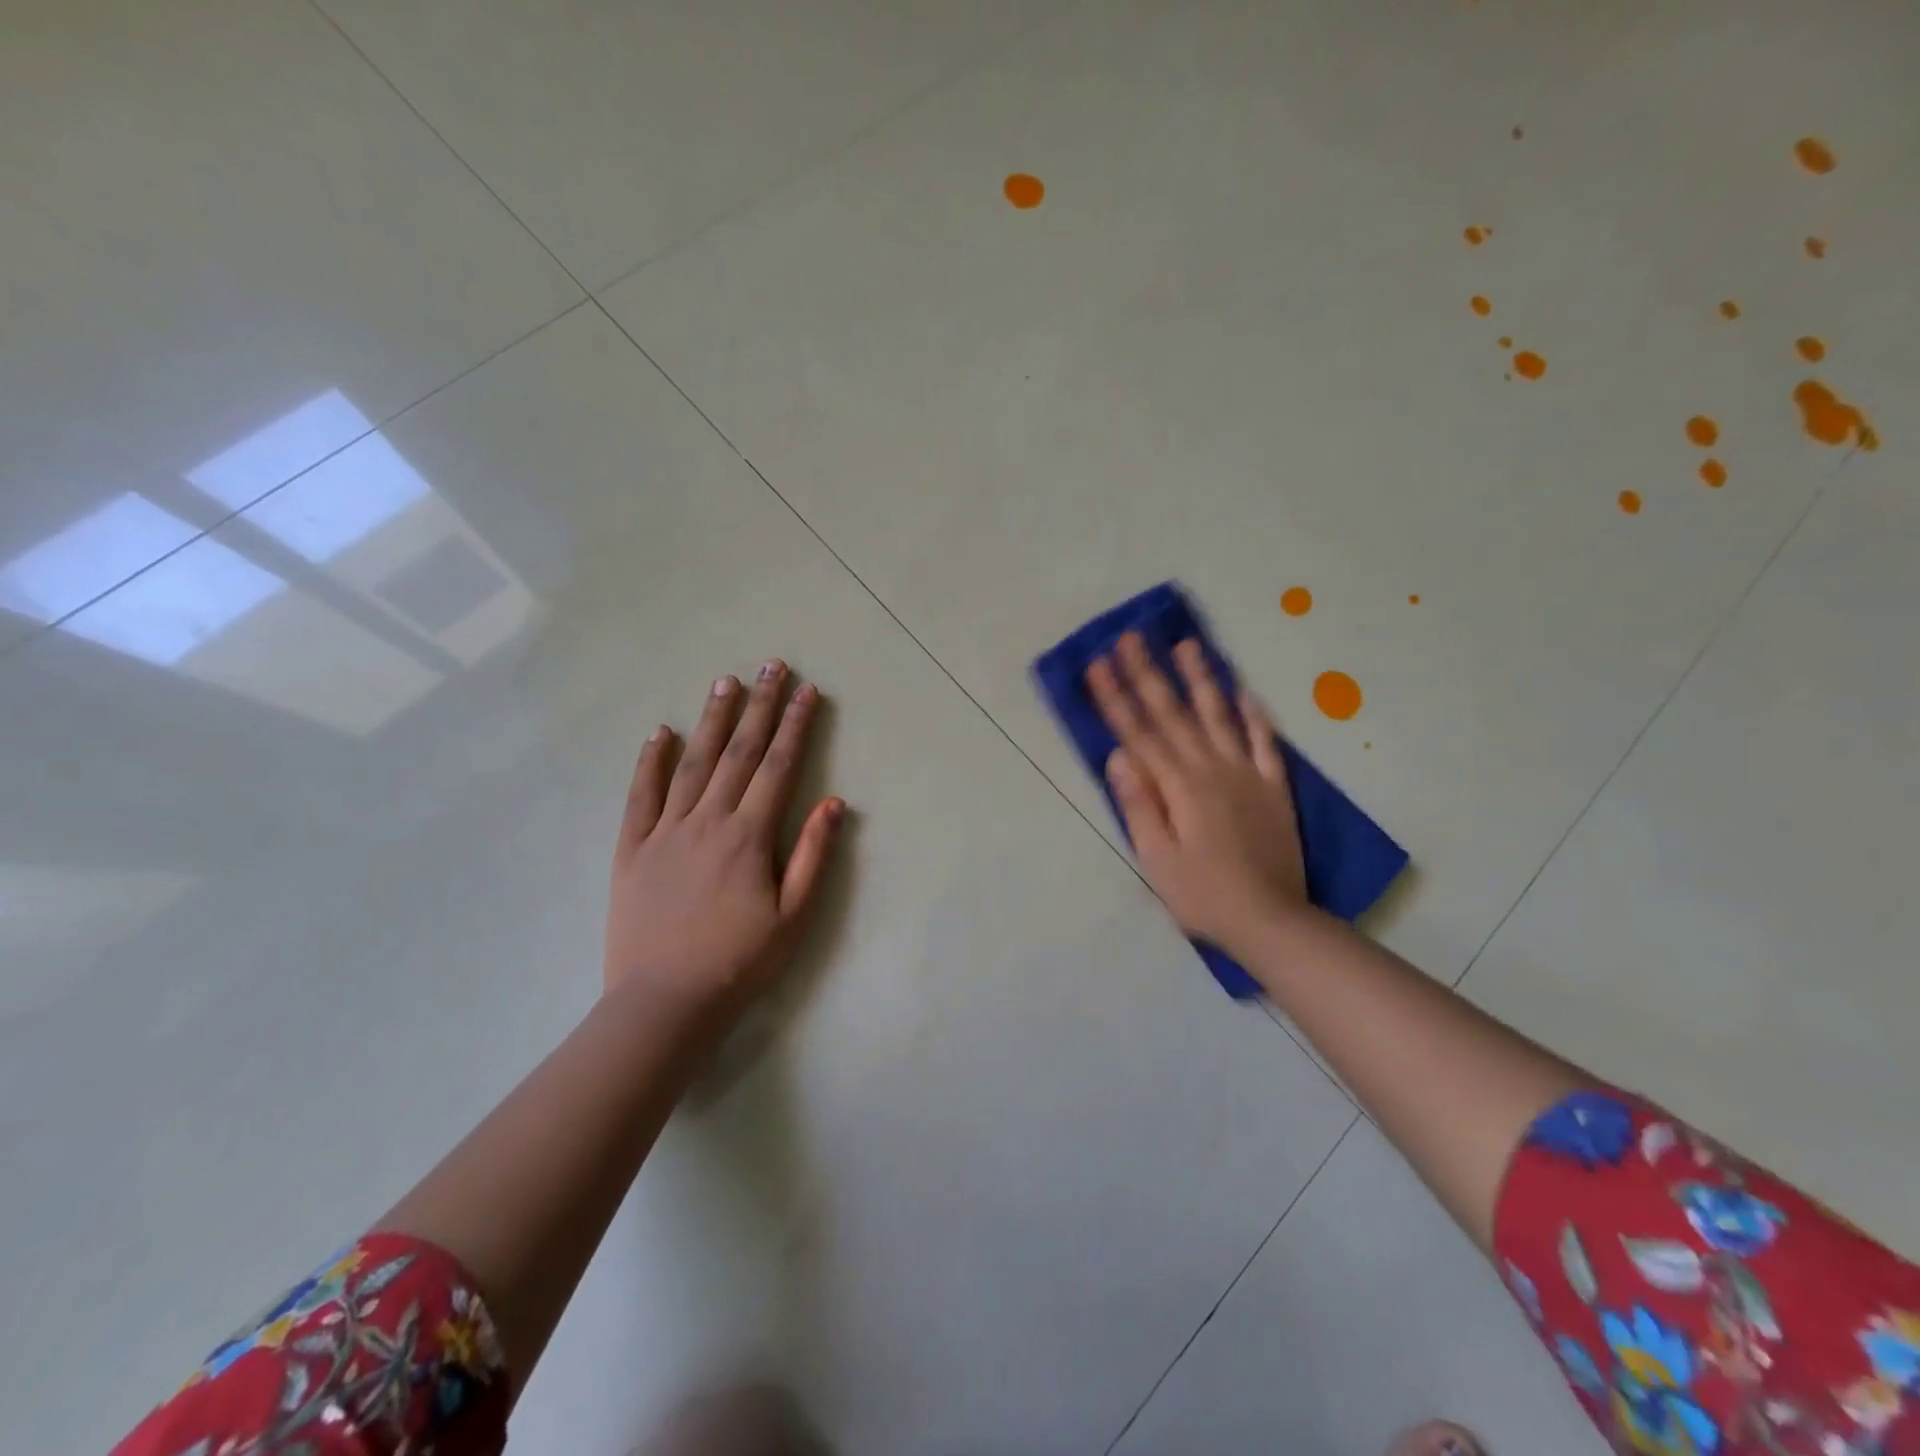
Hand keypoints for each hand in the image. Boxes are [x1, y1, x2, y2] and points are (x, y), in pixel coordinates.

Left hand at [606, 661, 844, 1021]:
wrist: (665, 1003)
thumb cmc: (740, 962)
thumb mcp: (794, 916)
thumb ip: (814, 855)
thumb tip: (833, 802)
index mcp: (750, 836)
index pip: (779, 767)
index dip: (796, 725)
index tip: (807, 690)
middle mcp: (708, 821)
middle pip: (739, 753)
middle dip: (759, 706)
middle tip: (771, 666)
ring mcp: (665, 831)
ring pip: (692, 763)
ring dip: (712, 720)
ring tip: (725, 682)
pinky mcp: (632, 849)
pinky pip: (640, 796)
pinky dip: (649, 762)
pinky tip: (659, 732)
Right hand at [1086, 634, 1307, 953]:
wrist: (1271, 920)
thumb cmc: (1202, 894)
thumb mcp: (1156, 858)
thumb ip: (1139, 804)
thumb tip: (1118, 755)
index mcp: (1178, 787)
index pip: (1138, 733)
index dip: (1115, 698)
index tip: (1097, 664)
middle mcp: (1211, 769)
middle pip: (1173, 714)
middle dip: (1147, 674)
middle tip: (1130, 637)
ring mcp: (1246, 774)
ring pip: (1219, 716)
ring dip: (1200, 679)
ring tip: (1187, 644)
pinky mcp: (1273, 787)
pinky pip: (1263, 742)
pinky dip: (1254, 714)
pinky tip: (1243, 689)